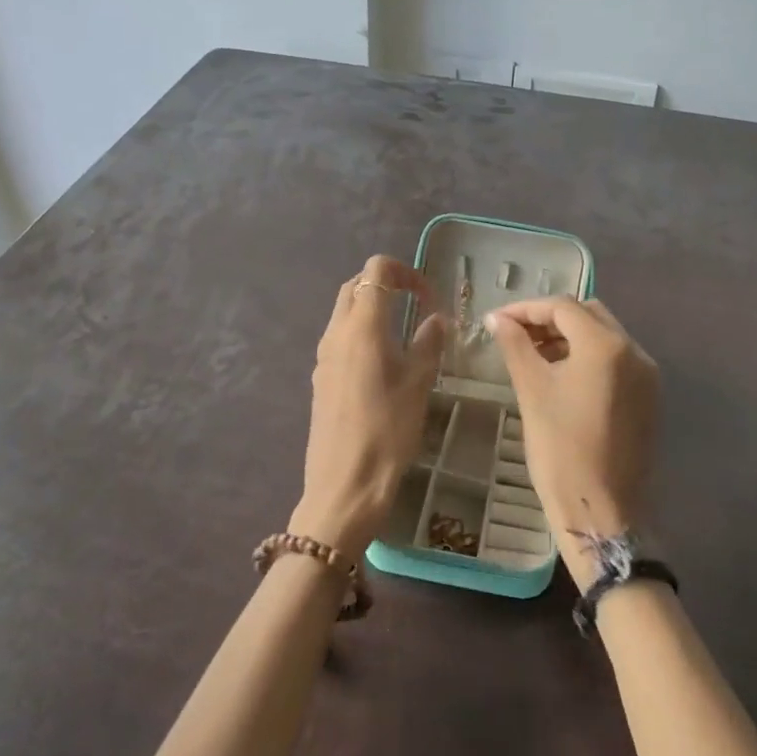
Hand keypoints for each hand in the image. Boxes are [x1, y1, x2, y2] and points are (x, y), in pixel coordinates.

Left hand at [289, 255, 447, 558]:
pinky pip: (340, 338)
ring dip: (373, 309)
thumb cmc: (387, 432)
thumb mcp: (418, 384)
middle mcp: (336, 332)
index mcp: (363, 326)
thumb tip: (436, 319)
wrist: (344, 486)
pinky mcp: (320, 377)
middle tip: (417, 306)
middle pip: (356, 285)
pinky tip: (383, 363)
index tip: (428, 297)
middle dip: (386, 285)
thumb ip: (428, 343)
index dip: (405, 272)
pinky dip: (361, 332)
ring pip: (344, 311)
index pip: (376, 270)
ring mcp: (323, 355)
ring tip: (403, 334)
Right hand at [488, 297, 658, 589]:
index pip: (563, 307)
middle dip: (550, 318)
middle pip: (588, 314)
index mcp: (606, 345)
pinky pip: (616, 360)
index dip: (525, 309)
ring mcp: (646, 375)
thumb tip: (496, 319)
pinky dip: (587, 356)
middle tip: (515, 334)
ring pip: (604, 335)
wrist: (600, 512)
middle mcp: (634, 351)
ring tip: (532, 353)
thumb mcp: (532, 391)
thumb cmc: (560, 449)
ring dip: (569, 336)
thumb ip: (515, 345)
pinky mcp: (648, 397)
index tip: (496, 321)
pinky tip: (560, 374)